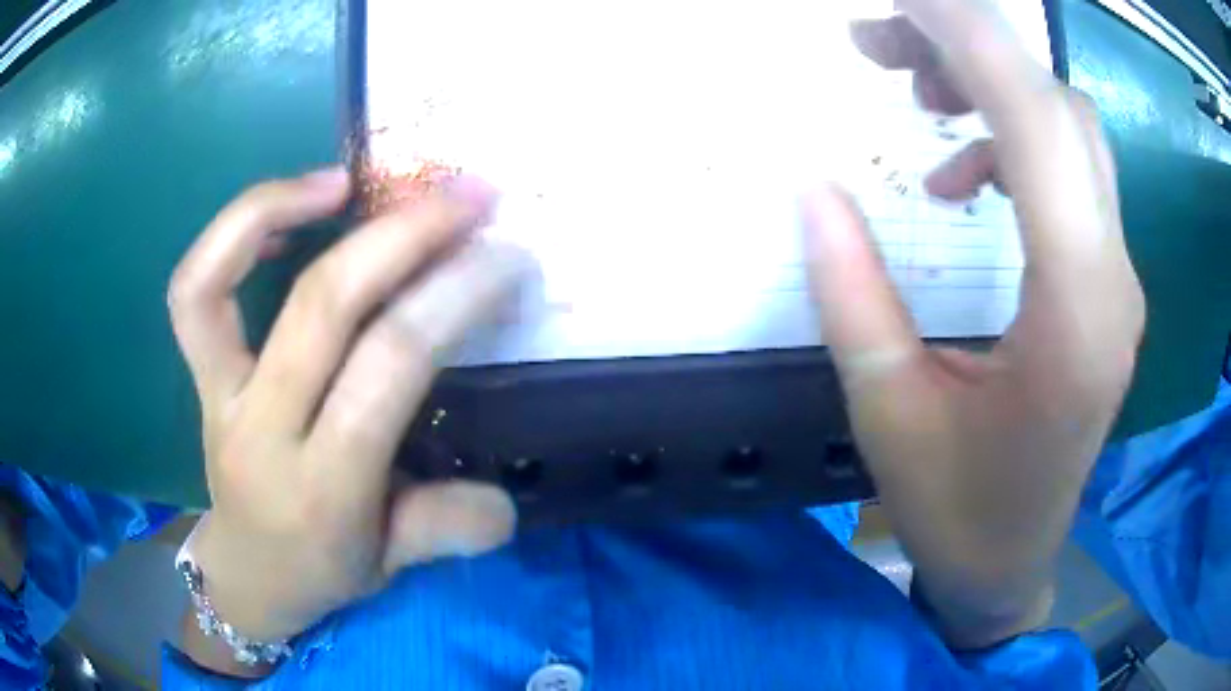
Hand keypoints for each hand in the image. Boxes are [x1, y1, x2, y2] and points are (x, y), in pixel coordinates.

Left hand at [167, 169, 528, 662]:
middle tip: (466, 195)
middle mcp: (260, 430)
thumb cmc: (323, 570)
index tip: (505, 257)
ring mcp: (218, 394)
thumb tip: (506, 497)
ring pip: (219, 283)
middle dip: (403, 236)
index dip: (452, 297)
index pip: (388, 369)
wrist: (247, 574)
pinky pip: (195, 291)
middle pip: (321, 308)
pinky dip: (234, 234)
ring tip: (347, 177)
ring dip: (279, 208)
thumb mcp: (392, 566)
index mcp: (322, 488)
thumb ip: (444, 531)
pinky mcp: (199, 374)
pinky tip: (288, 210)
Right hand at [802, 0, 1143, 646]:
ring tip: (919, 98)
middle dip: (969, 48)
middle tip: (879, 43)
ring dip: (995, 88)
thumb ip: (853, 293)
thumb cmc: (957, 513)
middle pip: (1059, 108)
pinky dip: (1013, 142)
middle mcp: (1112, 279)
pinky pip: (1071, 172)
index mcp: (1072, 314)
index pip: (1037, 124)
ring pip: (1072, 130)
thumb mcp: (889, 414)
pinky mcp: (1107, 282)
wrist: (1013, 563)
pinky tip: (965, 182)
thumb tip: (813, 186)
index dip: (969, 36)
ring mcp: (1118, 277)